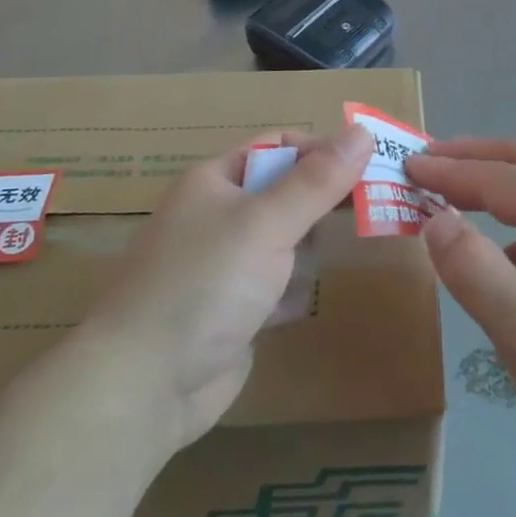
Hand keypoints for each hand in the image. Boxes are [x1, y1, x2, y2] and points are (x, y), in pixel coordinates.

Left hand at [92, 126, 372, 451]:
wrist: (144, 386)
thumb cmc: (205, 284)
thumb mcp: (266, 222)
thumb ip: (318, 180)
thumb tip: (362, 130)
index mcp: (215, 181)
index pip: (279, 146)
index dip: (323, 150)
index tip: (370, 165)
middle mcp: (218, 216)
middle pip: (286, 193)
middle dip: (323, 202)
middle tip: (372, 208)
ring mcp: (225, 265)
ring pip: (285, 241)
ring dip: (307, 250)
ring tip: (335, 255)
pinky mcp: (233, 310)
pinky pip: (276, 285)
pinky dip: (290, 292)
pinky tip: (293, 306)